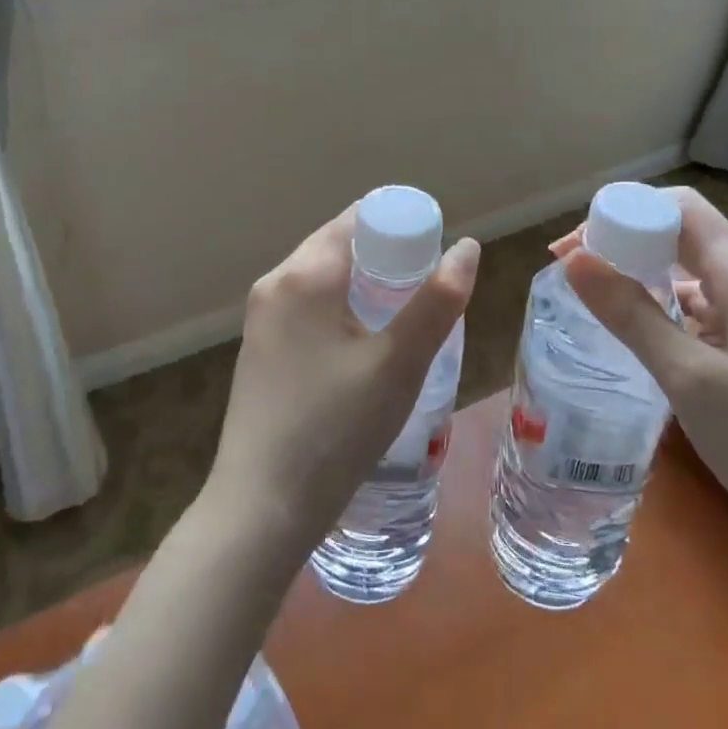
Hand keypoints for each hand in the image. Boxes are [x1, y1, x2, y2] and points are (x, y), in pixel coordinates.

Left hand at [206, 205, 478, 551]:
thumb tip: (467, 247)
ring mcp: (261, 319)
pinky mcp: (260, 350)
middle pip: (340, 245)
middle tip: (430, 285)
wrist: (260, 510)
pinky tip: (365, 345)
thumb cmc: (334, 430)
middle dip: (388, 257)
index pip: (358, 219)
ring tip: (406, 315)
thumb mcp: (398, 364)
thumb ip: (436, 301)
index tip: (438, 250)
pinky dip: (342, 309)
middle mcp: (275, 284)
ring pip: (324, 279)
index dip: (402, 225)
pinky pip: (308, 308)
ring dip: (366, 285)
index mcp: (303, 274)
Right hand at [552, 188, 727, 575]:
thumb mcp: (688, 377)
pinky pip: (709, 300)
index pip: (680, 207)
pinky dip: (669, 303)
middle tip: (576, 271)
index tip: (578, 244)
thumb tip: (575, 259)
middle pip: (685, 233)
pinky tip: (644, 330)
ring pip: (695, 268)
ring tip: (598, 298)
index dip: (625, 211)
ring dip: (646, 272)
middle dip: (627, 241)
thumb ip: (631, 314)